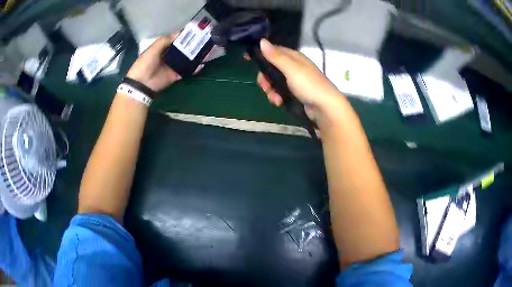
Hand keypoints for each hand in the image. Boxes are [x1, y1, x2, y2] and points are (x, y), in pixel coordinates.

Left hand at [126, 34, 202, 92]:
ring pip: (185, 60)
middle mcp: (168, 57)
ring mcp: (172, 66)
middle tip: (203, 40)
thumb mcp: (153, 48)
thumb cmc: (145, 63)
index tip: (193, 32)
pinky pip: (186, 71)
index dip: (183, 37)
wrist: (142, 83)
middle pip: (181, 50)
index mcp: (161, 49)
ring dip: (194, 56)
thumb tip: (179, 33)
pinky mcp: (175, 75)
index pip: (174, 41)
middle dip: (191, 46)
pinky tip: (201, 64)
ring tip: (205, 50)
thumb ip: (165, 40)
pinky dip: (194, 69)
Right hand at [255, 39, 344, 123]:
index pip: (273, 50)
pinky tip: (279, 103)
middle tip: (264, 86)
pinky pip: (280, 91)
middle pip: (271, 68)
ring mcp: (294, 80)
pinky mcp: (295, 92)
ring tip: (275, 99)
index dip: (260, 54)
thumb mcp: (291, 69)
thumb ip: (275, 56)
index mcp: (293, 57)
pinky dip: (277, 97)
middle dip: (265, 78)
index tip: (246, 59)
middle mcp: (293, 66)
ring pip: (274, 81)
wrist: (324, 107)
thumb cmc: (308, 84)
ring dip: (270, 90)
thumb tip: (261, 41)